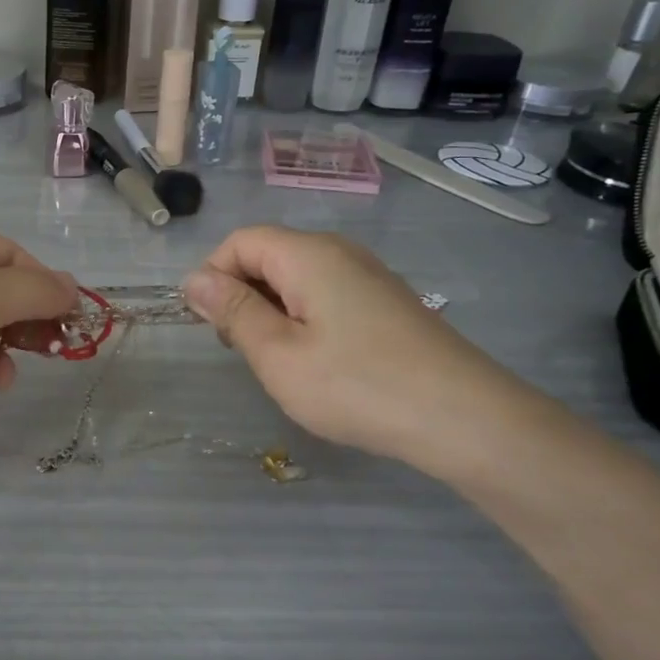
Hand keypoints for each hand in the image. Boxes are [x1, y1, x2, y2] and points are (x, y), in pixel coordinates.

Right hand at [183, 226, 517, 468]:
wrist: (465, 418)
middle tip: (243, 351)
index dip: (213, 276)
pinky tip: (318, 363)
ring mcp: (367, 276)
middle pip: (268, 255)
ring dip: (271, 312)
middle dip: (241, 295)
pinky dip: (304, 320)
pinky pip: (326, 295)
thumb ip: (233, 312)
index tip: (212, 327)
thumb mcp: (278, 354)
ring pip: (296, 278)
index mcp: (308, 255)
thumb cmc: (358, 386)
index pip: (240, 241)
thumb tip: (194, 279)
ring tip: (279, 363)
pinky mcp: (385, 302)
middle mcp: (339, 252)